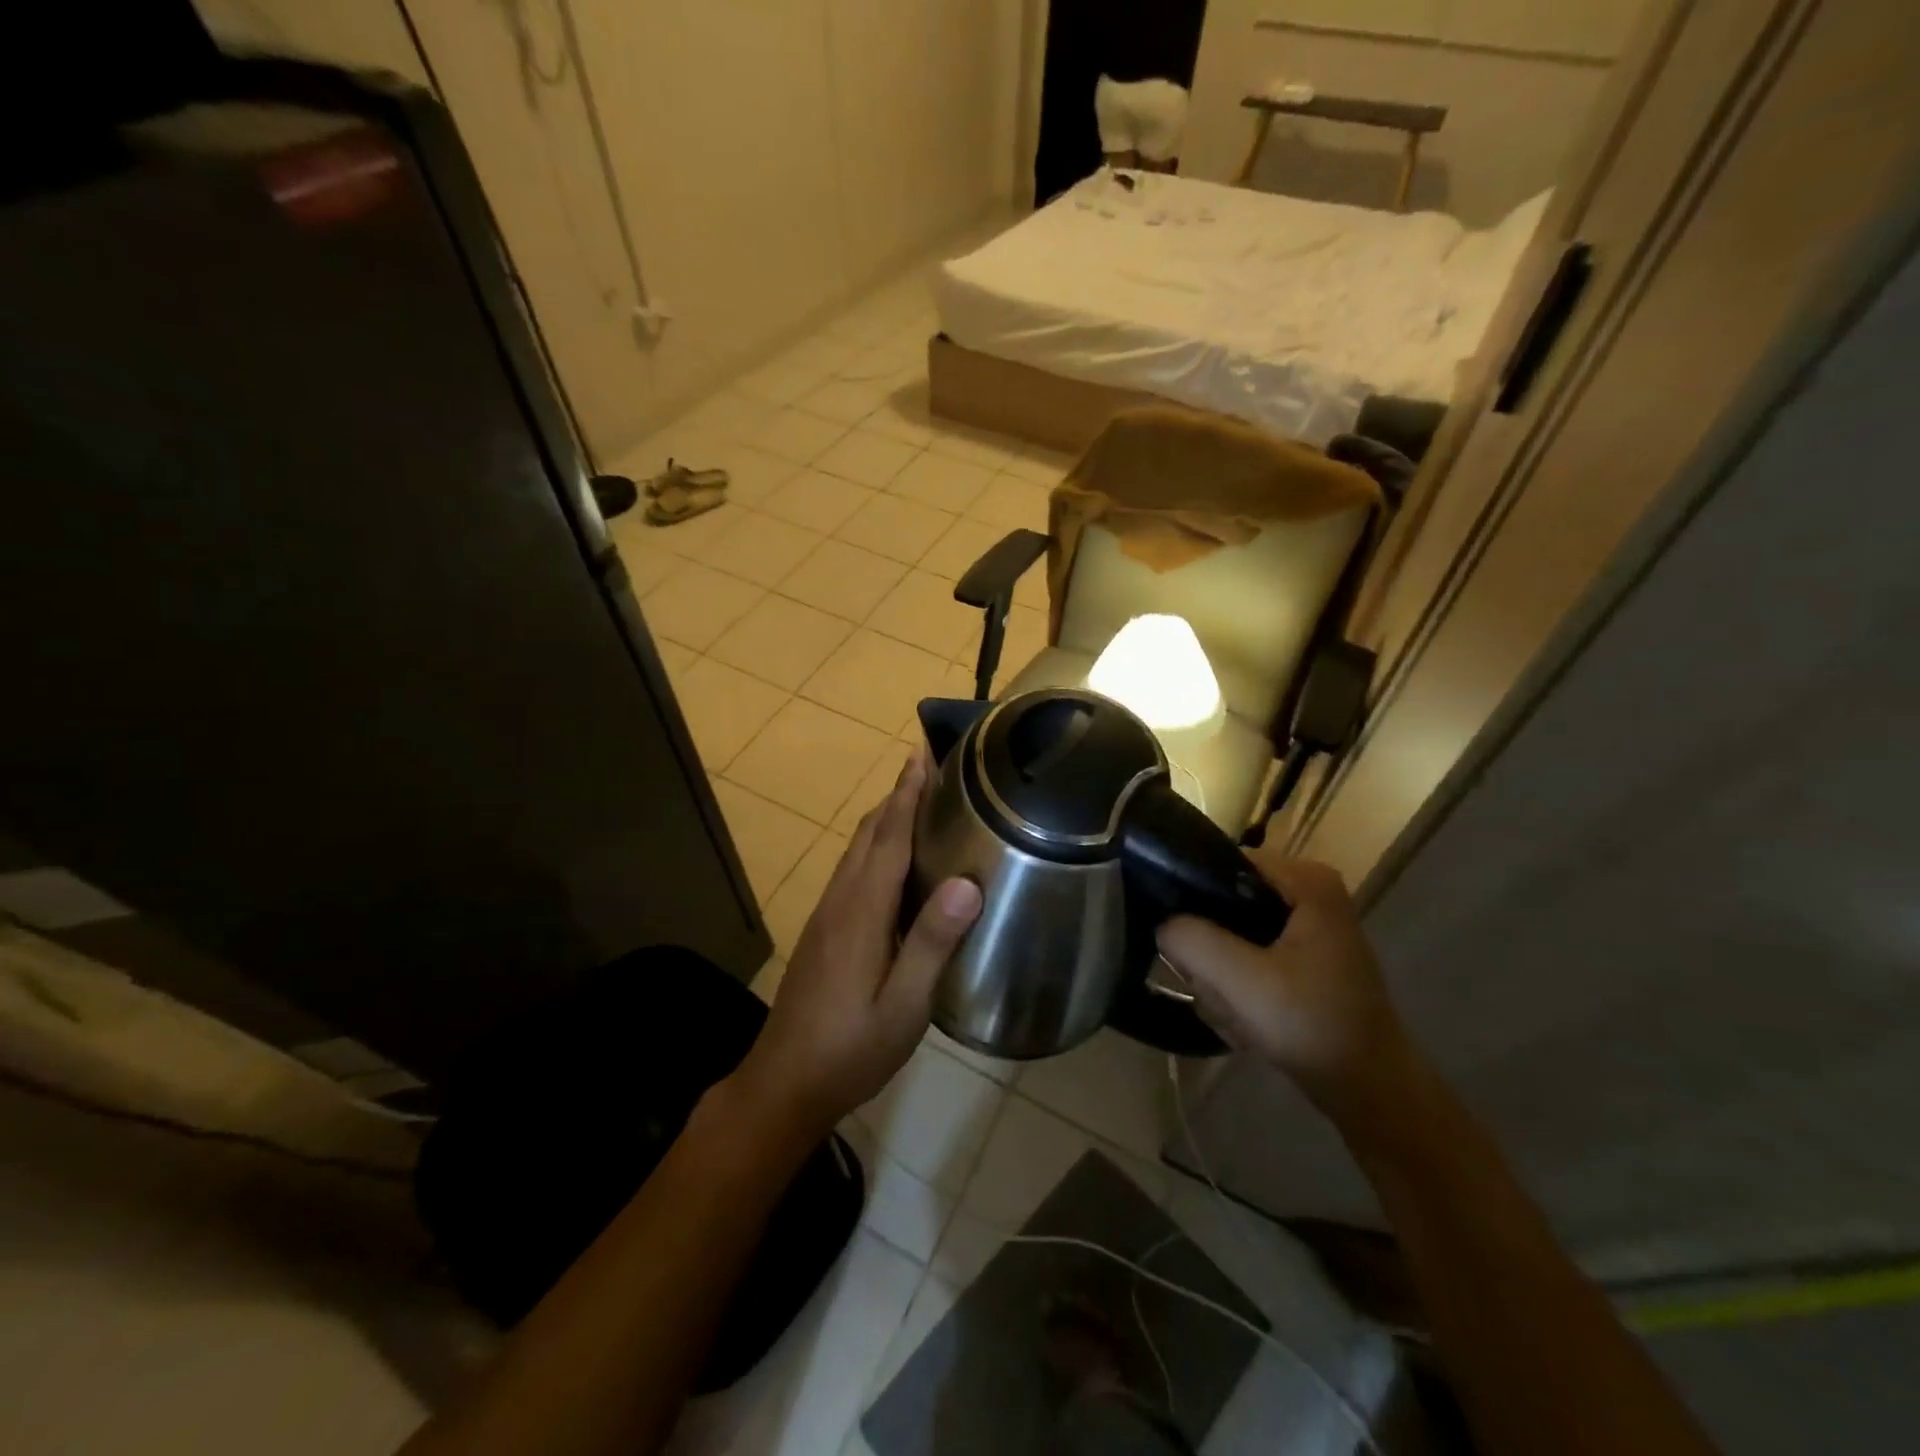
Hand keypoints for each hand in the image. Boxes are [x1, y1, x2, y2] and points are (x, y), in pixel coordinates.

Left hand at [730, 750, 981, 1140]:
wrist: (783, 1084)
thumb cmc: (850, 1050)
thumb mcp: (902, 1007)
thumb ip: (933, 943)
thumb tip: (967, 881)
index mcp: (861, 912)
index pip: (888, 838)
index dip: (906, 795)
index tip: (921, 755)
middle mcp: (840, 902)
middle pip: (868, 834)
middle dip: (895, 796)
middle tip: (927, 766)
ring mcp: (826, 916)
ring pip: (856, 850)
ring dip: (883, 818)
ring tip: (915, 800)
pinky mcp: (822, 931)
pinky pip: (852, 870)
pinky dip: (874, 845)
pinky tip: (891, 861)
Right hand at [1156, 853, 1421, 1129]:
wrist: (1371, 1091)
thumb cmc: (1312, 1024)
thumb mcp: (1241, 980)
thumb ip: (1190, 940)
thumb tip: (1163, 924)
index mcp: (1305, 879)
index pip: (1220, 862)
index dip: (1192, 896)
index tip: (1184, 942)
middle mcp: (1308, 890)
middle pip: (1224, 901)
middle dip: (1212, 950)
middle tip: (1216, 988)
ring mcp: (1307, 925)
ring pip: (1232, 933)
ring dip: (1222, 976)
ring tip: (1233, 1010)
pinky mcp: (1303, 957)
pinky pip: (1248, 957)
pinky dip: (1239, 987)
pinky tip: (1245, 1019)